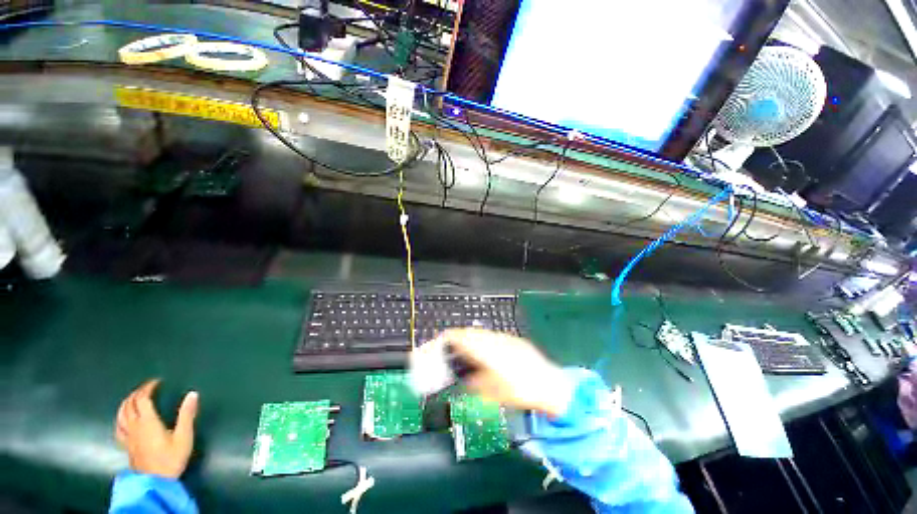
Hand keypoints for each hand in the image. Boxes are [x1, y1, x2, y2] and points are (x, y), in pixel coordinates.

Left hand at [114, 379, 198, 478]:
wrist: (156, 481)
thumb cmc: (171, 458)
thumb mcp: (184, 436)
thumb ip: (187, 414)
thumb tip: (192, 394)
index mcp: (147, 422)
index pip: (142, 399)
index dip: (148, 388)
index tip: (157, 382)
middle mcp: (134, 426)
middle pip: (129, 405)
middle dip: (136, 393)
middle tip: (146, 388)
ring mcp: (128, 436)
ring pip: (120, 415)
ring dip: (126, 403)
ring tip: (133, 398)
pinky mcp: (126, 445)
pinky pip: (118, 427)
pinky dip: (120, 418)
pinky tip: (123, 419)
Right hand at [430, 328, 572, 416]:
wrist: (551, 385)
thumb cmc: (522, 392)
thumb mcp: (495, 394)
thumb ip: (477, 385)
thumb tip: (465, 381)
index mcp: (488, 353)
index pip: (465, 339)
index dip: (451, 337)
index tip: (442, 339)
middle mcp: (496, 341)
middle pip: (473, 333)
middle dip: (460, 336)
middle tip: (451, 342)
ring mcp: (507, 339)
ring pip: (484, 333)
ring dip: (472, 336)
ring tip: (466, 344)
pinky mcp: (516, 340)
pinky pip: (495, 335)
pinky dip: (485, 339)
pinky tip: (486, 347)